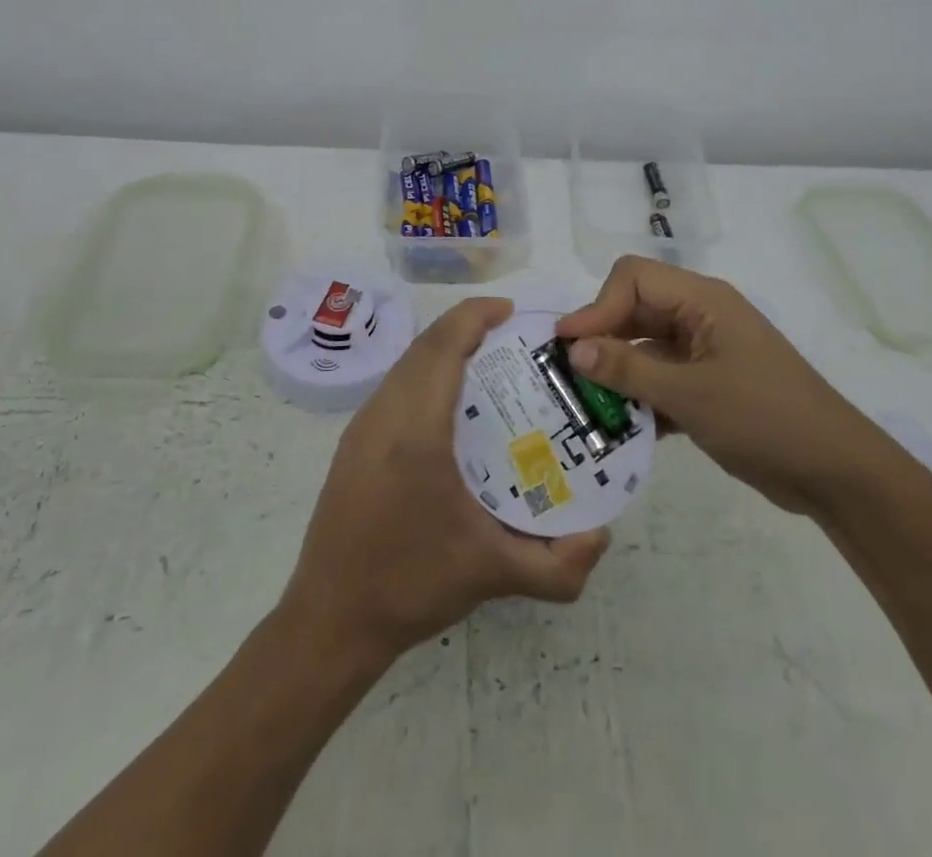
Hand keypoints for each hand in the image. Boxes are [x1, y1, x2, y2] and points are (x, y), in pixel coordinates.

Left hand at [281, 297, 610, 664]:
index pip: (443, 346)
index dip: (475, 316)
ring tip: (487, 363)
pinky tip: (451, 405)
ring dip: (443, 348)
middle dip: (465, 327)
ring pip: (405, 363)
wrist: (329, 621)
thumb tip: (602, 535)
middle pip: (424, 345)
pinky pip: (394, 385)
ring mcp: (362, 427)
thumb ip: (558, 565)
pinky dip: (425, 371)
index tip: (512, 311)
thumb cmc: (410, 585)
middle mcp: (383, 414)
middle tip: (512, 338)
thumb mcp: (493, 575)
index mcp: (415, 430)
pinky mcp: (353, 443)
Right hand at [557, 257, 861, 514]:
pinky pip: (661, 378)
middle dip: (602, 339)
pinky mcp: (708, 384)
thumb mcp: (691, 395)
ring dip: (617, 373)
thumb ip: (629, 369)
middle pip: (635, 310)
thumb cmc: (765, 418)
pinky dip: (640, 397)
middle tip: (568, 377)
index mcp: (702, 300)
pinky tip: (619, 429)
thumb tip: (573, 348)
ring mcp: (705, 351)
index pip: (633, 278)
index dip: (597, 306)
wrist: (835, 471)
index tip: (568, 346)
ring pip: (645, 347)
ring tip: (585, 406)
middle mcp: (700, 316)